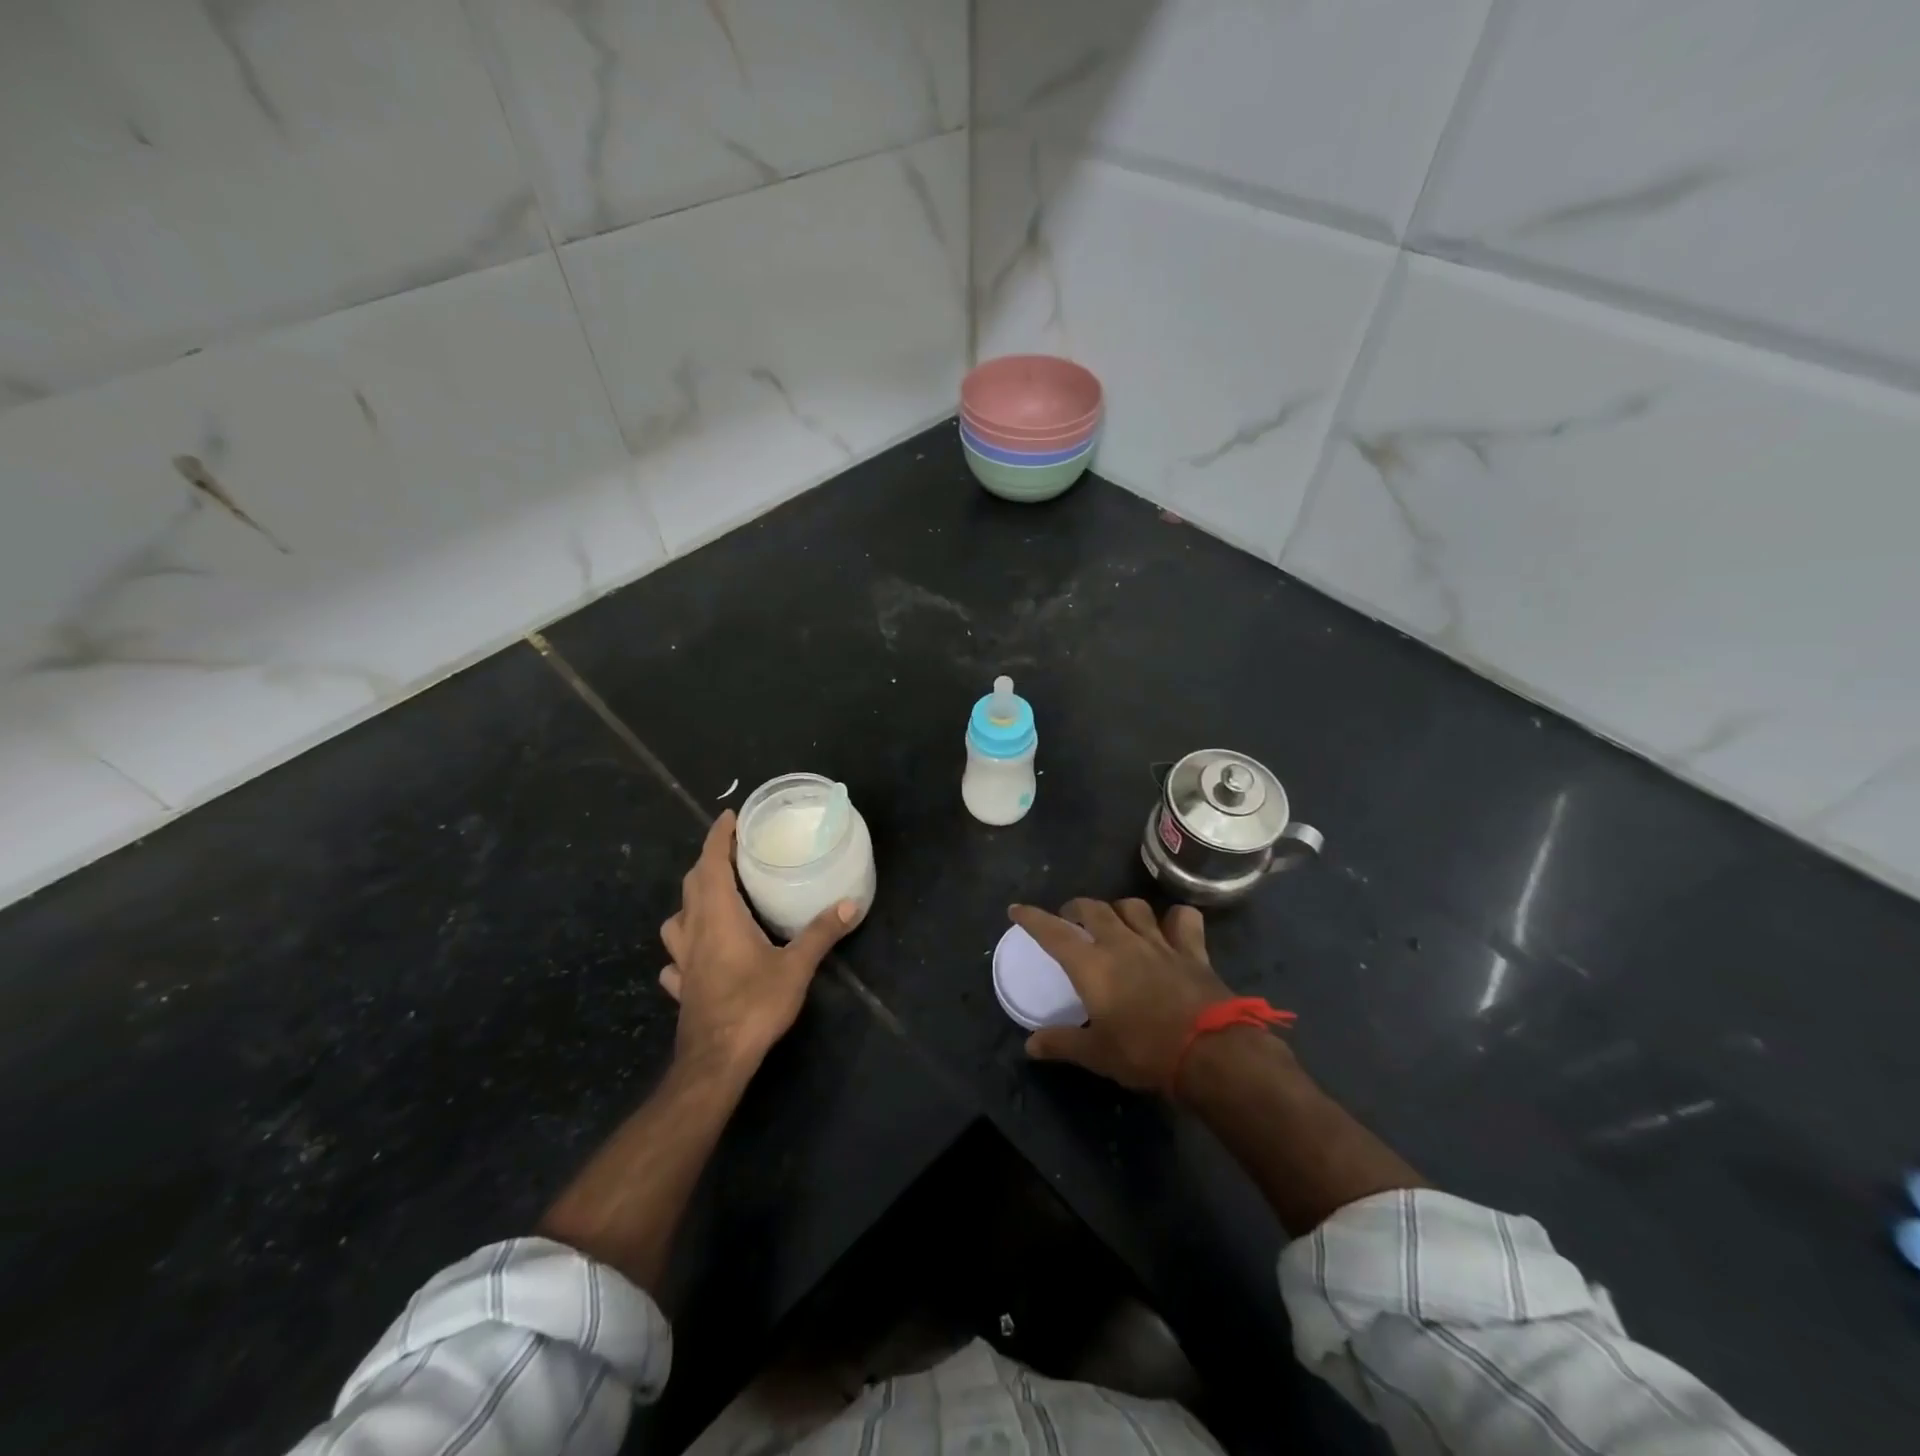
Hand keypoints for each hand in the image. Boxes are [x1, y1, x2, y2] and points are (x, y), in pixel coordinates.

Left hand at [658, 811, 859, 1070]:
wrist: (716, 1061)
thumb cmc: (753, 1005)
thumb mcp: (796, 967)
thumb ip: (821, 933)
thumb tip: (850, 904)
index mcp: (719, 916)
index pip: (711, 864)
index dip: (718, 837)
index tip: (730, 817)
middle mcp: (695, 931)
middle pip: (692, 885)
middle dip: (708, 862)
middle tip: (732, 853)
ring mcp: (683, 961)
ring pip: (677, 920)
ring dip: (691, 902)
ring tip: (713, 900)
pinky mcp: (682, 987)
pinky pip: (676, 959)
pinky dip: (684, 948)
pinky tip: (697, 957)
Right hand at [1011, 898, 1253, 1091]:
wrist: (1210, 1052)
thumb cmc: (1144, 1052)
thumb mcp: (1097, 1054)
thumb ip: (1062, 1043)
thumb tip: (1030, 1045)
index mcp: (1092, 965)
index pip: (1053, 932)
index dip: (1032, 918)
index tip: (1017, 909)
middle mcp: (1121, 943)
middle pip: (1093, 909)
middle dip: (1076, 909)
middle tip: (1070, 920)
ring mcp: (1159, 942)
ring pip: (1133, 907)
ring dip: (1118, 909)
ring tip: (1114, 920)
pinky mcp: (1192, 950)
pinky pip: (1183, 920)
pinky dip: (1175, 919)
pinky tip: (1171, 927)